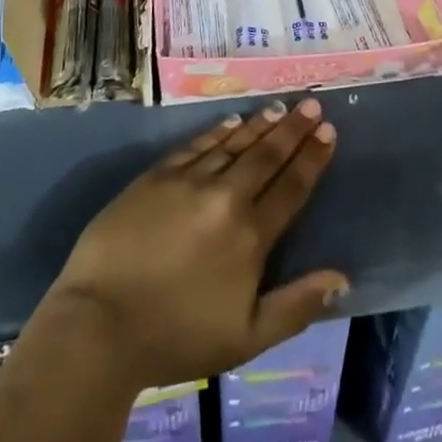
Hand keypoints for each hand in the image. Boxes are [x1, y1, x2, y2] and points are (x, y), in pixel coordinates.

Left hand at [42, 99, 346, 391]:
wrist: (100, 323)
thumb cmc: (177, 338)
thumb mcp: (247, 338)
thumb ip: (296, 306)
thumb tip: (341, 278)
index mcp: (251, 235)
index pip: (291, 186)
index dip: (312, 157)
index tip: (328, 130)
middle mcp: (225, 197)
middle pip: (266, 155)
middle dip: (293, 128)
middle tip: (311, 103)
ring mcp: (189, 181)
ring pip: (234, 143)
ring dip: (260, 125)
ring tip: (279, 107)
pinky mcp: (156, 175)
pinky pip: (197, 144)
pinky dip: (218, 131)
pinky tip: (232, 121)